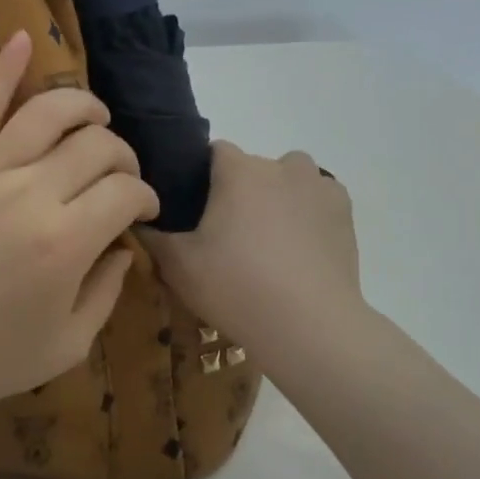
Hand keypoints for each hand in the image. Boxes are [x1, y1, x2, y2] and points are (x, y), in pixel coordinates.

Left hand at [0, 30, 158, 428]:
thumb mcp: (68, 343)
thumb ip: (108, 290)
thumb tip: (125, 244)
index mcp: (66, 242)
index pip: (126, 191)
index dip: (146, 197)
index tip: (144, 211)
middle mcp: (31, 193)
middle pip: (97, 145)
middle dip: (123, 157)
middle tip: (121, 178)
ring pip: (49, 112)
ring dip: (84, 107)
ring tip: (96, 119)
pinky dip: (4, 69)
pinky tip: (24, 39)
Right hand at [142, 143, 364, 377]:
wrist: (308, 325)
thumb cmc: (235, 286)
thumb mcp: (177, 266)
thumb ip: (151, 237)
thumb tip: (134, 219)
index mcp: (238, 169)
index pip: (215, 152)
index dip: (202, 178)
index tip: (196, 210)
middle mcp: (280, 166)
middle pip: (253, 168)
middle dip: (241, 192)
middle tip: (229, 237)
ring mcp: (318, 186)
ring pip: (290, 180)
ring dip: (278, 198)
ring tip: (269, 243)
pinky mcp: (345, 212)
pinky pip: (319, 201)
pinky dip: (309, 216)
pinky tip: (301, 250)